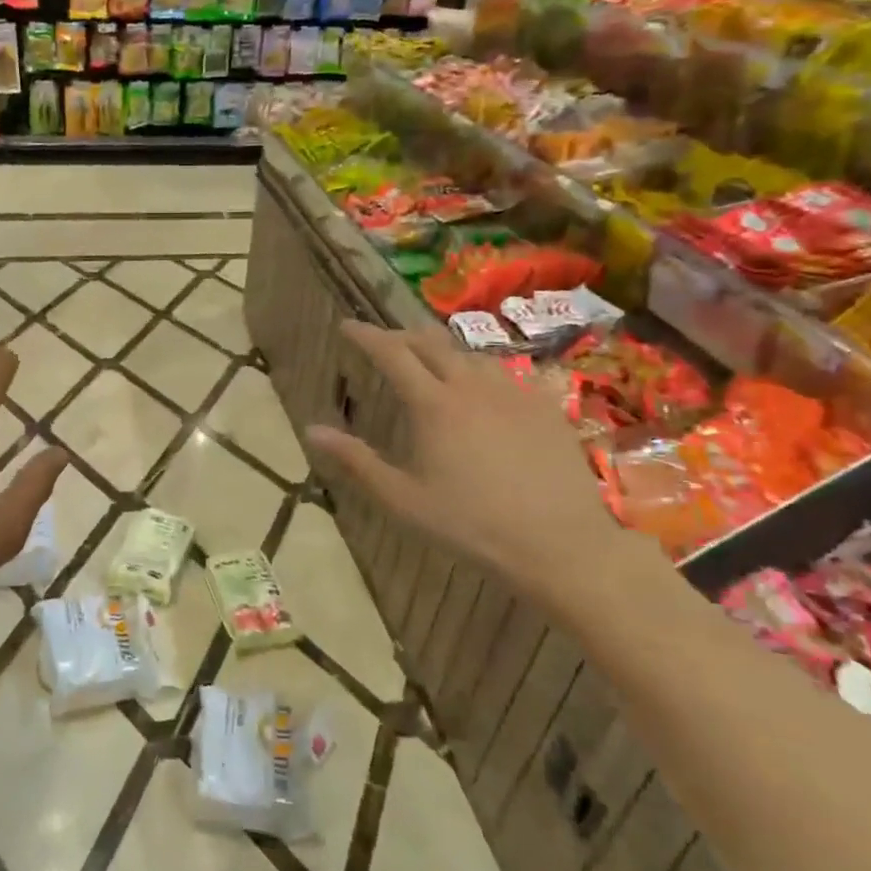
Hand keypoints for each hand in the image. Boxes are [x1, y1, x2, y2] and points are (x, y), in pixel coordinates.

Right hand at [307, 322, 631, 613]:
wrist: (559, 545)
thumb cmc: (470, 525)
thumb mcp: (401, 499)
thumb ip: (355, 460)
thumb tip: (311, 429)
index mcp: (433, 405)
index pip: (391, 353)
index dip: (366, 335)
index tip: (346, 326)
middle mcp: (472, 386)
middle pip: (431, 343)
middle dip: (401, 335)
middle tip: (382, 341)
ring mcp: (514, 393)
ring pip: (470, 354)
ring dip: (442, 350)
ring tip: (429, 360)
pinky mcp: (545, 407)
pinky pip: (506, 372)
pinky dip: (480, 369)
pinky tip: (482, 388)